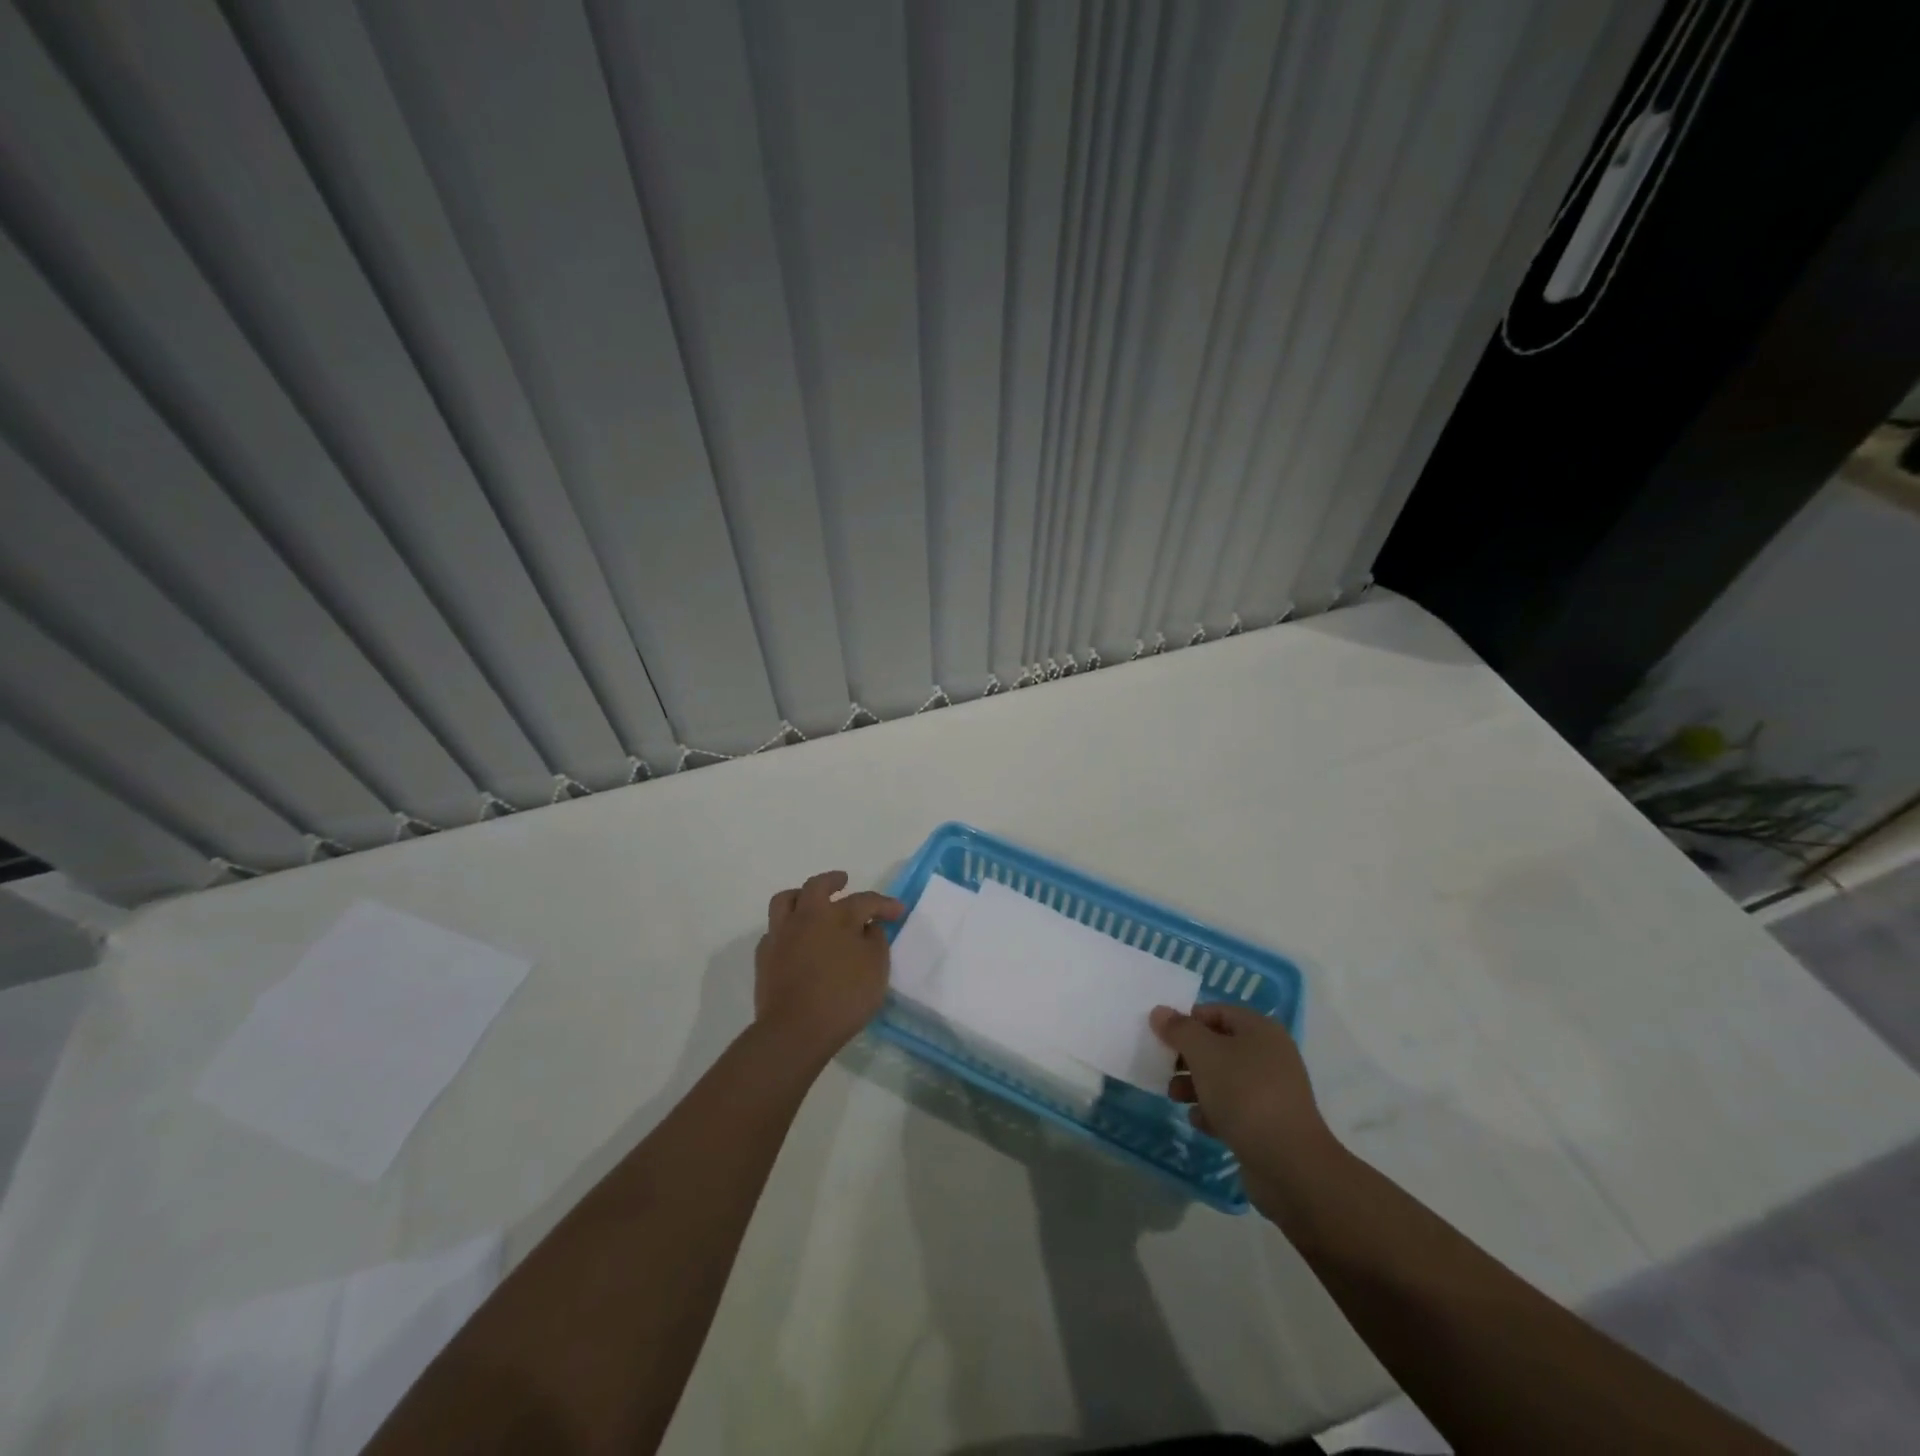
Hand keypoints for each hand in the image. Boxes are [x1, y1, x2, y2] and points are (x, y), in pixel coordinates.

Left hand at [754, 871, 904, 1060]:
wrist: (794, 1030)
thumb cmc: (843, 998)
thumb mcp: (876, 970)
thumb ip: (876, 942)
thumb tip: (869, 928)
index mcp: (838, 917)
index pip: (865, 901)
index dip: (884, 904)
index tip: (898, 911)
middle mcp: (807, 917)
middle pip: (817, 886)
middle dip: (833, 880)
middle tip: (843, 881)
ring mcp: (781, 934)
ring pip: (786, 900)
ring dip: (801, 895)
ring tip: (811, 902)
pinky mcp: (764, 955)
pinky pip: (775, 930)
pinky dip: (787, 928)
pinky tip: (795, 940)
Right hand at [1150, 1003, 1338, 1215]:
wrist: (1288, 1164)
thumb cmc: (1244, 1094)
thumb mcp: (1205, 1054)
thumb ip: (1180, 1030)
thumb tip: (1159, 1011)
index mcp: (1260, 1030)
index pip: (1217, 1012)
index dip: (1188, 1020)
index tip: (1163, 1037)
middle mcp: (1269, 1055)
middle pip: (1218, 1046)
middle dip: (1188, 1057)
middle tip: (1166, 1069)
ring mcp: (1271, 1091)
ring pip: (1223, 1078)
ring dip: (1195, 1085)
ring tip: (1175, 1097)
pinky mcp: (1268, 1123)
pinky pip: (1233, 1108)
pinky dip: (1213, 1111)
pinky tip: (1198, 1122)